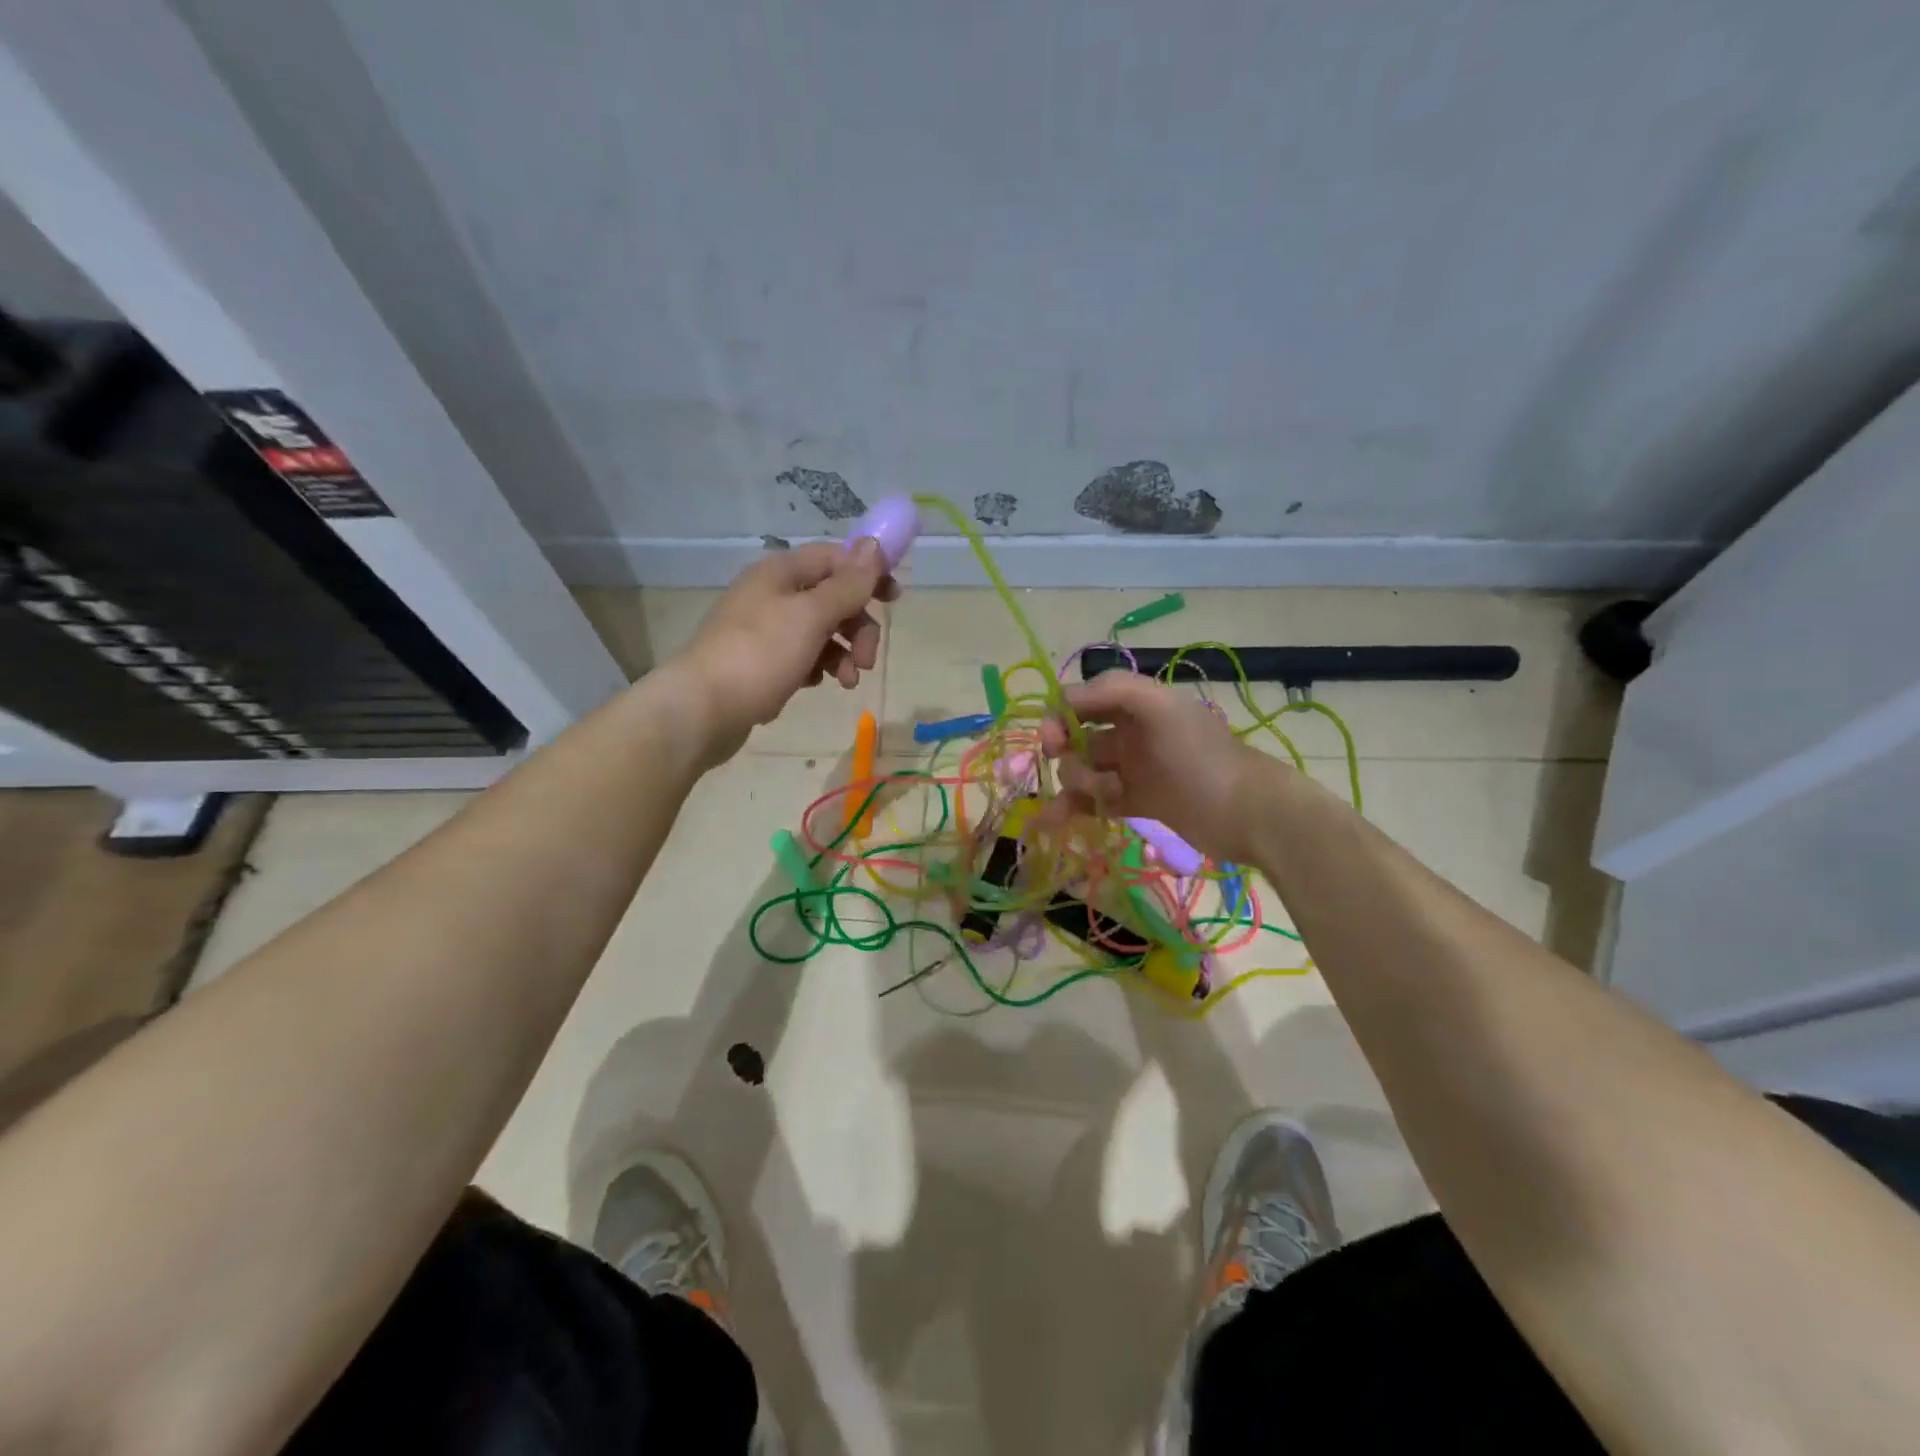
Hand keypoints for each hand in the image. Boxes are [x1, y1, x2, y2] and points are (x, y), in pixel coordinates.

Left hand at [674, 539, 896, 761]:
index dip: (868, 574)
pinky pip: (802, 656)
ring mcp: (764, 629)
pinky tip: (816, 685)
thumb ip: (847, 584)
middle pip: (832, 598)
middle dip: (857, 626)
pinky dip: (818, 667)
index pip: (836, 558)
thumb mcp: (811, 616)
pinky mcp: (761, 662)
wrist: (702, 710)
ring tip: (847, 682)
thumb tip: (874, 545)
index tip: (895, 599)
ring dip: (843, 652)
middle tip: (867, 659)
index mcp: (781, 572)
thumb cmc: (759, 655)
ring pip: (820, 631)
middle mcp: (772, 594)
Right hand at [1039, 671, 1273, 864]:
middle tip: (1074, 773)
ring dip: (1077, 783)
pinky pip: (1094, 800)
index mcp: (1137, 705)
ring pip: (1083, 769)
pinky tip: (1057, 822)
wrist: (1248, 814)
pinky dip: (1075, 808)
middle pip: (1076, 736)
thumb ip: (1114, 690)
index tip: (1052, 742)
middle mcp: (1130, 732)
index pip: (1081, 700)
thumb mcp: (1162, 710)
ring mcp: (1133, 769)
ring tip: (1102, 798)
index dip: (1059, 716)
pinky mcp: (1137, 802)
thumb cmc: (1202, 759)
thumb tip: (1064, 699)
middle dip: (1065, 752)